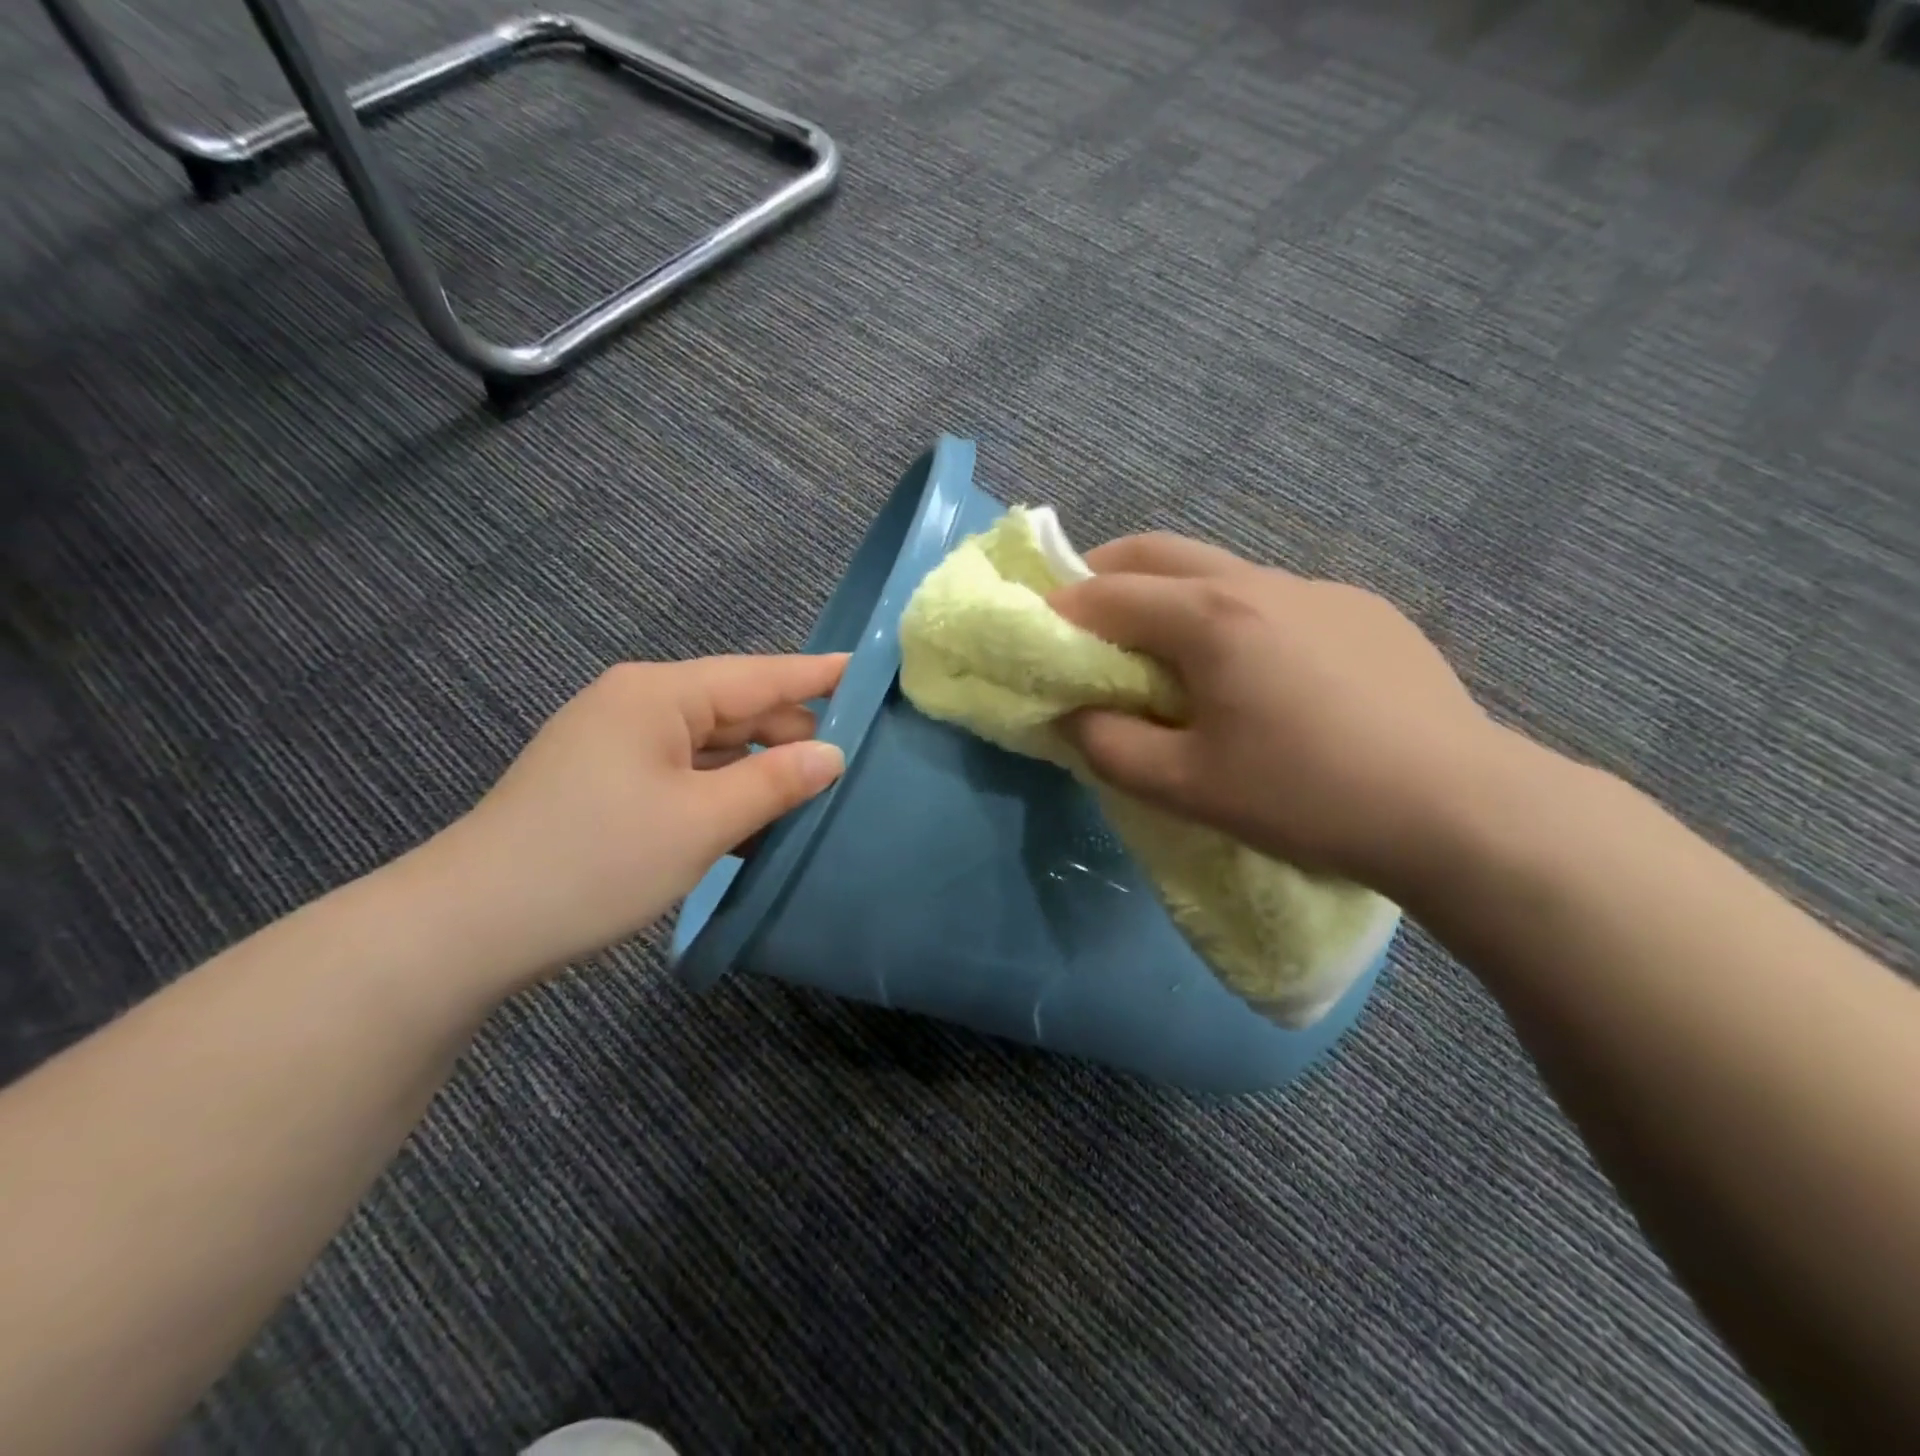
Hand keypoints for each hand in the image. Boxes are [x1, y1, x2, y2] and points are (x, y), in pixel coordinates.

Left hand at [430, 654, 846, 985]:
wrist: (469, 927)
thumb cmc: (595, 860)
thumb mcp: (700, 822)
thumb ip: (774, 783)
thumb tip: (832, 756)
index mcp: (659, 695)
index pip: (759, 675)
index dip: (818, 676)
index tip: (870, 673)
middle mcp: (640, 706)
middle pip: (738, 711)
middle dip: (792, 738)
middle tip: (851, 771)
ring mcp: (621, 746)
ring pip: (714, 748)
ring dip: (759, 774)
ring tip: (815, 802)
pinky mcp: (610, 784)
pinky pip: (687, 776)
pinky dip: (724, 796)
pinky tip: (759, 827)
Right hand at [1050, 534, 1498, 897]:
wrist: (1459, 808)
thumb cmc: (1306, 796)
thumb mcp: (1186, 786)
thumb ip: (1109, 747)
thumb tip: (1071, 716)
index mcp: (1211, 617)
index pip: (1108, 593)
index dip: (1060, 610)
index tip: (1037, 636)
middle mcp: (1260, 581)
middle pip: (1158, 551)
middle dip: (1104, 571)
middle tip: (1080, 613)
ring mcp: (1320, 589)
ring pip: (1220, 570)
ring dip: (1172, 594)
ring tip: (1165, 649)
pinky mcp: (1364, 611)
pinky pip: (1275, 598)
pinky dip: (1234, 616)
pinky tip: (1257, 672)